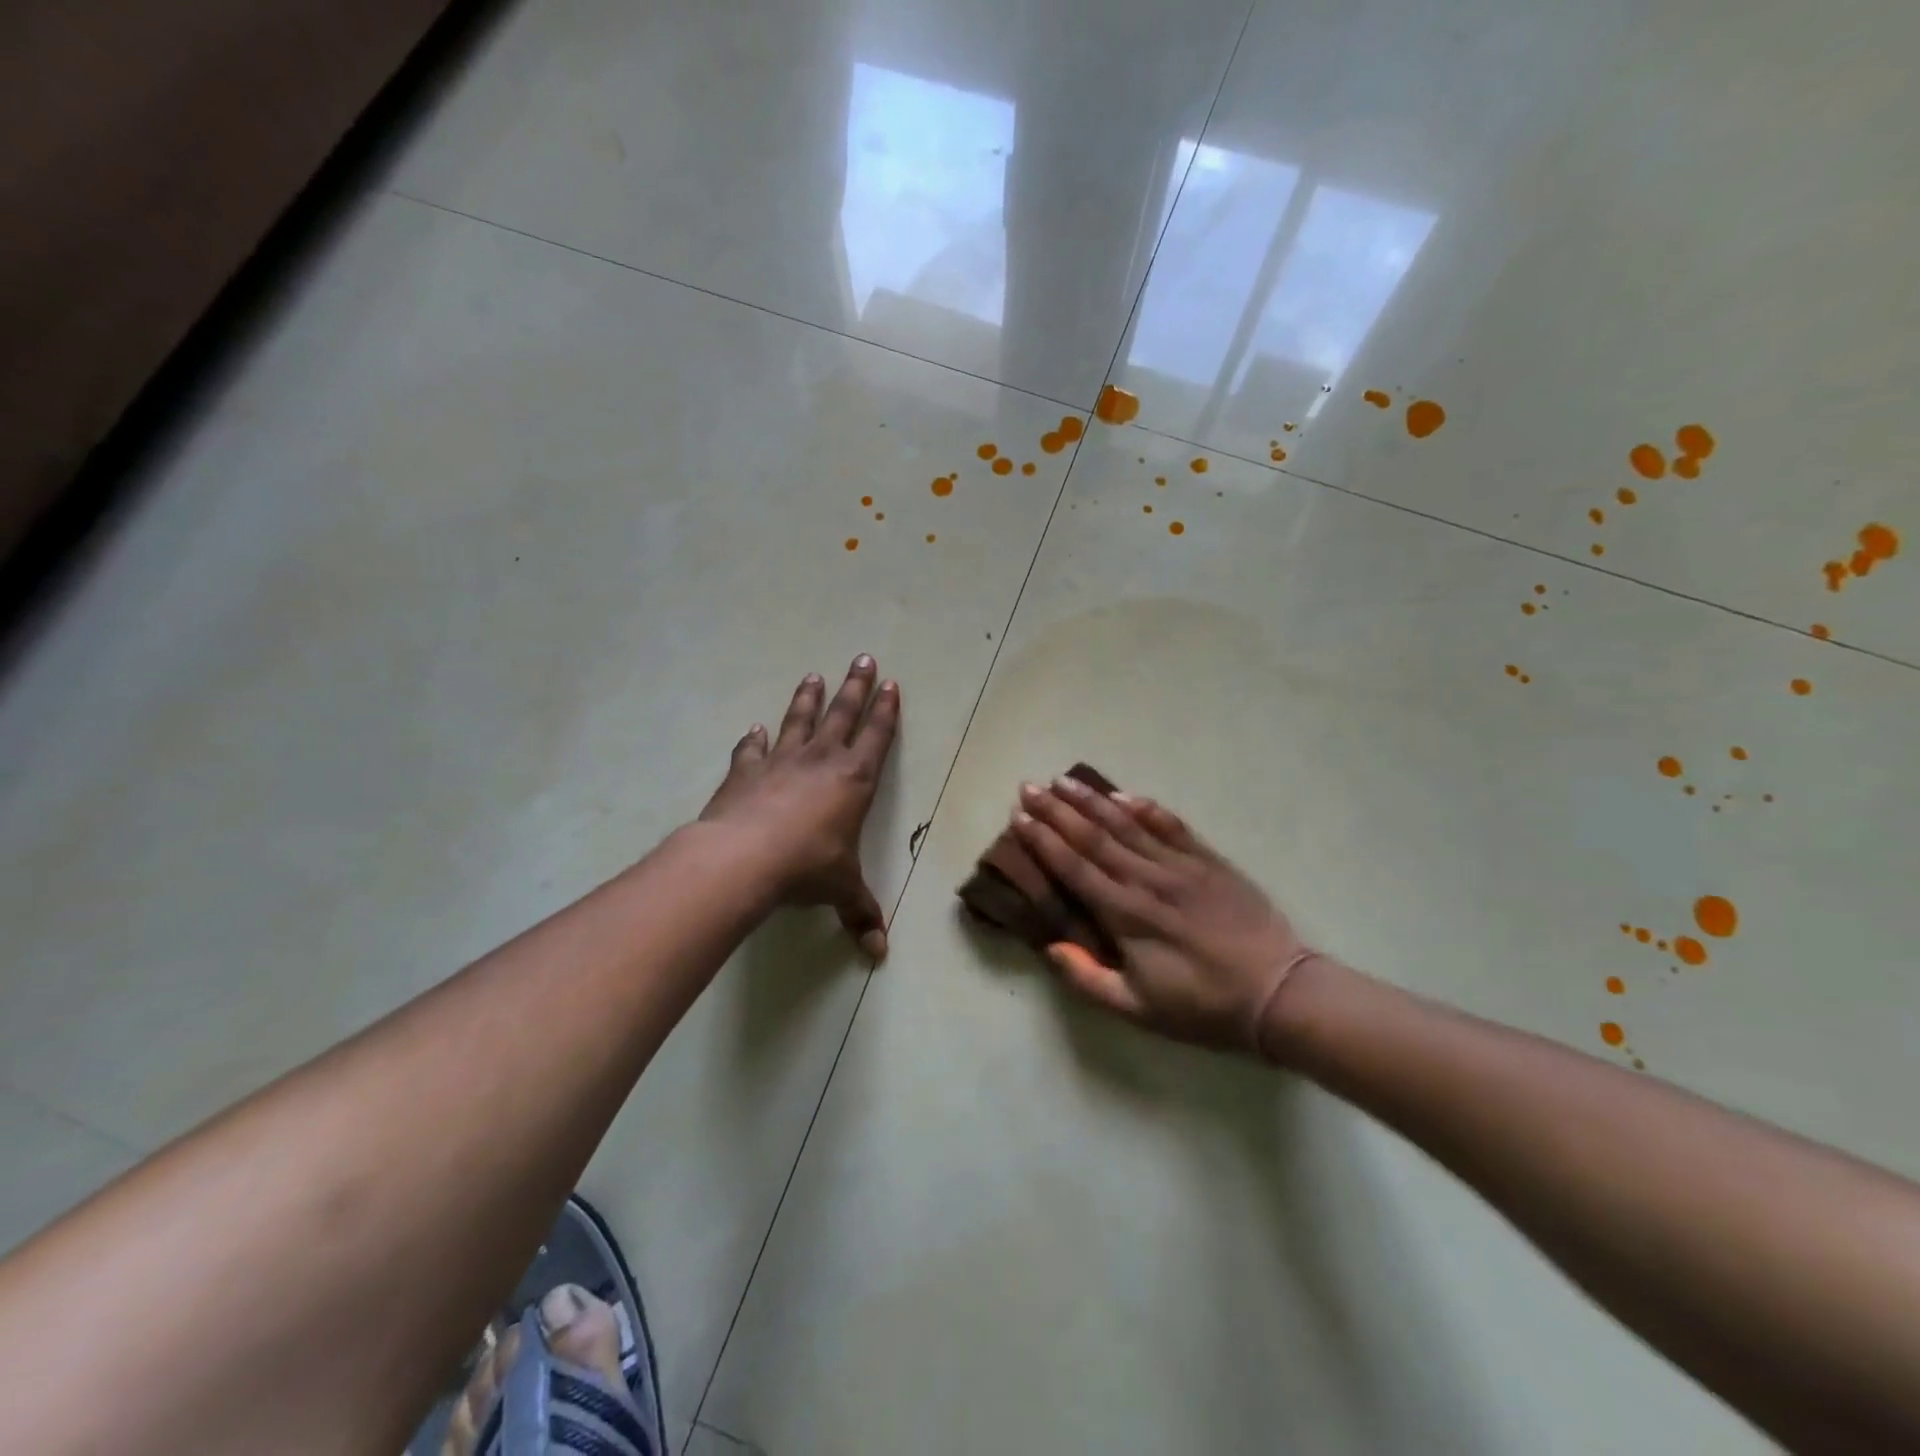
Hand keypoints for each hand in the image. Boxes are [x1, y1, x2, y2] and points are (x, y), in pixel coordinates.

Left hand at [700, 657, 900, 958]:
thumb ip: (861, 915)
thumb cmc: (806, 868)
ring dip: (808, 699)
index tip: (890, 685)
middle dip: (854, 687)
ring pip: (799, 721)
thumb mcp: (841, 891)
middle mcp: (821, 761)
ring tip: (813, 676)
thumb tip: (879, 955)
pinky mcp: (746, 772)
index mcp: (854, 781)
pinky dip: (754, 740)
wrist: (744, 859)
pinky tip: (754, 729)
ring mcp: (781, 762)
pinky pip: (753, 750)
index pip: (876, 737)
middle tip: (862, 658)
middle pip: (842, 714)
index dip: (885, 711)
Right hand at [1010, 777, 1319, 1057]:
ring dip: (1092, 801)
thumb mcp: (1138, 1010)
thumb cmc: (1202, 1005)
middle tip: (1029, 787)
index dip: (1044, 841)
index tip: (1019, 818)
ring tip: (1063, 780)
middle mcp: (1147, 881)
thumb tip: (1049, 948)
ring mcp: (1180, 866)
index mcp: (1126, 915)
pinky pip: (1171, 826)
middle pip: (1094, 837)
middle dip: (1057, 811)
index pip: (1075, 868)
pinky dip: (1146, 808)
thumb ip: (1088, 979)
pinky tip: (1124, 794)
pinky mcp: (1208, 861)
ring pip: (1127, 824)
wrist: (1278, 993)